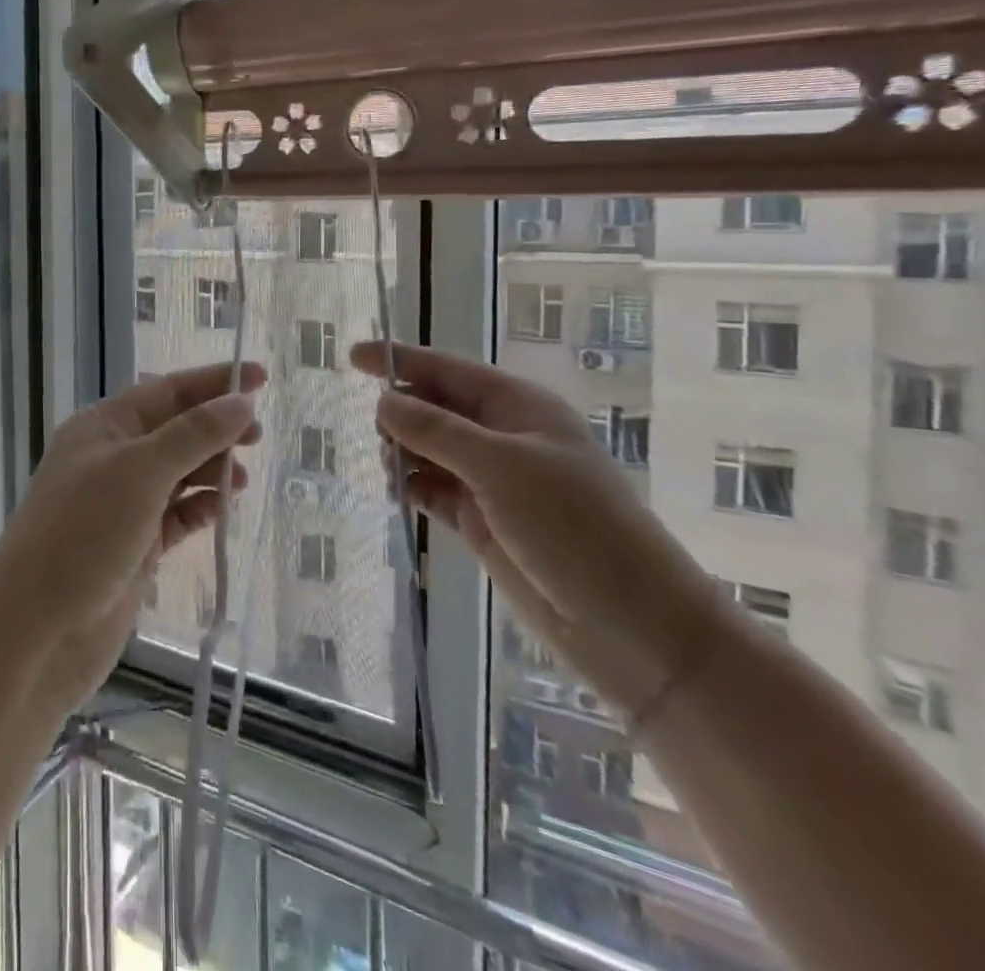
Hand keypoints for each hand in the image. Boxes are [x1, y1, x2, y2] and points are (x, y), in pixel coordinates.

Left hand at [0, 361, 266, 703]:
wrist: (35, 631)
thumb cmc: (83, 534)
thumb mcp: (139, 472)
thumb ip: (194, 435)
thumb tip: (242, 402)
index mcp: (103, 427)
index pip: (166, 391)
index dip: (213, 382)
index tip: (260, 377)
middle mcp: (112, 459)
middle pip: (175, 429)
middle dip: (216, 427)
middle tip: (258, 437)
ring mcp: (123, 505)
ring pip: (178, 473)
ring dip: (212, 469)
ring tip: (242, 480)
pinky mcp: (135, 547)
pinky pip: (177, 515)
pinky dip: (200, 508)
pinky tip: (222, 509)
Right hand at [353, 342, 721, 716]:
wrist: (632, 626)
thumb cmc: (575, 528)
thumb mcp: (502, 467)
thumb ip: (436, 431)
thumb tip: (383, 401)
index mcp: (518, 407)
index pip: (447, 369)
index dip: (399, 360)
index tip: (351, 357)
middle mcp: (503, 437)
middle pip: (434, 408)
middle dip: (401, 414)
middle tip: (381, 440)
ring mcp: (492, 481)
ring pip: (428, 450)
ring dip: (403, 454)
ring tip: (391, 474)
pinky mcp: (482, 521)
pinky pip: (433, 490)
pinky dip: (412, 488)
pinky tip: (399, 496)